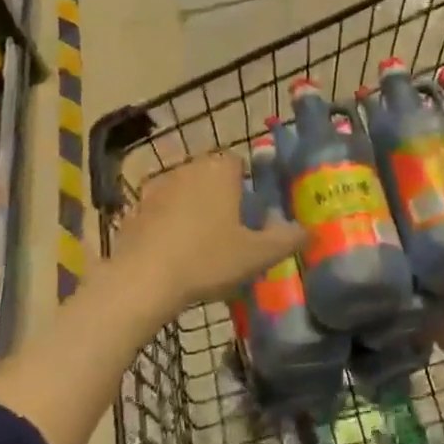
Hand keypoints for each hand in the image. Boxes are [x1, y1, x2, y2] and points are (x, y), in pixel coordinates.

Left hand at [111, 153, 306, 311]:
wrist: (142, 279)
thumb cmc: (207, 259)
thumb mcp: (257, 255)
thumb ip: (287, 239)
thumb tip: (309, 230)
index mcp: (220, 170)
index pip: (238, 163)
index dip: (245, 188)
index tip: (248, 217)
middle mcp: (189, 167)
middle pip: (210, 175)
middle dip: (219, 197)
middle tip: (227, 233)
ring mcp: (158, 186)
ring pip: (184, 190)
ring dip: (191, 208)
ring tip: (198, 245)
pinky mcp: (134, 207)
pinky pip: (159, 209)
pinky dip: (165, 223)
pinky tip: (170, 252)